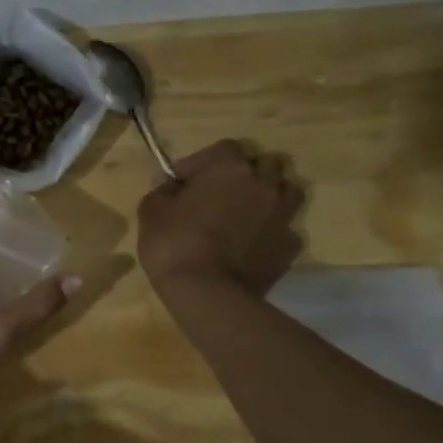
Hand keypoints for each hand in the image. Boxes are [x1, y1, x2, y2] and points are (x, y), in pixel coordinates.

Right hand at [137, 140, 303, 297]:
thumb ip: (162, 190)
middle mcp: (263, 184)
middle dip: (245, 174)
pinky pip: (285, 228)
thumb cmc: (174, 244)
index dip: (202, 163)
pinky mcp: (290, 246)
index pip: (224, 147)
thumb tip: (169, 184)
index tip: (183, 183)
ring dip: (268, 196)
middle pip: (264, 164)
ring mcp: (282, 215)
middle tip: (221, 194)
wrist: (208, 294)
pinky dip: (272, 231)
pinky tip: (254, 244)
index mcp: (229, 168)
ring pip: (286, 191)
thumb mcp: (151, 212)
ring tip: (246, 213)